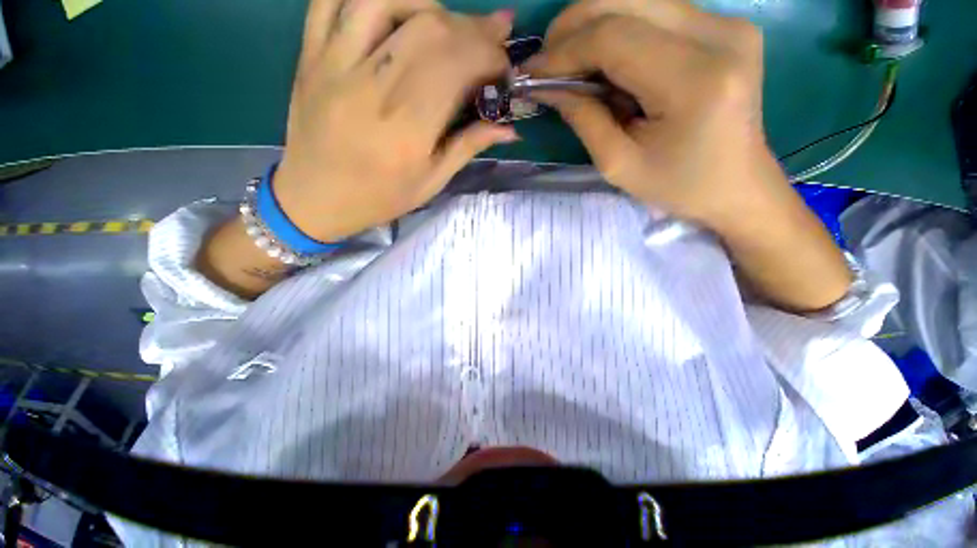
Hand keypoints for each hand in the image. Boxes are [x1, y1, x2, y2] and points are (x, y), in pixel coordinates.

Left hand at [274, 0, 517, 241]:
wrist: (314, 199)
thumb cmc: (379, 198)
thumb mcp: (430, 183)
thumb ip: (468, 147)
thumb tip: (509, 128)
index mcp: (407, 128)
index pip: (457, 65)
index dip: (489, 55)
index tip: (503, 67)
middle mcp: (372, 86)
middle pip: (430, 27)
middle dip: (472, 27)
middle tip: (491, 38)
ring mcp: (335, 64)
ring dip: (428, 4)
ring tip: (447, 25)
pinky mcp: (310, 55)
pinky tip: (395, 7)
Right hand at [527, 0, 852, 311]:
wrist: (738, 186)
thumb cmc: (677, 187)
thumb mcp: (618, 164)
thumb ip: (583, 118)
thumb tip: (547, 84)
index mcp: (694, 80)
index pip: (613, 37)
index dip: (564, 50)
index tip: (533, 72)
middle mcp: (719, 35)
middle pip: (626, 0)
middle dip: (573, 26)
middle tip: (546, 62)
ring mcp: (728, 24)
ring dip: (593, 25)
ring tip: (569, 62)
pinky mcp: (725, 26)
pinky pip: (656, 11)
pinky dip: (619, 29)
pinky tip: (603, 60)